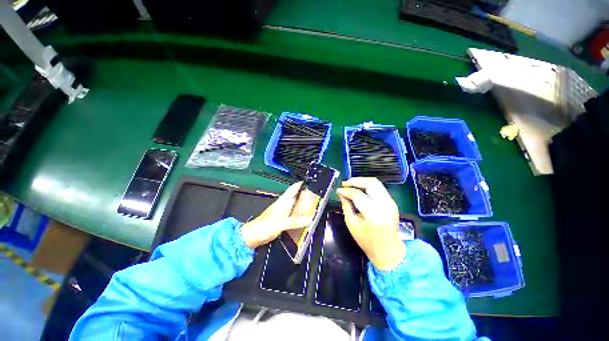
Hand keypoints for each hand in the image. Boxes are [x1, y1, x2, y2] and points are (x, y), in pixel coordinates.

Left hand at [241, 182, 311, 248]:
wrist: (254, 235)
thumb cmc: (265, 226)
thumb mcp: (282, 223)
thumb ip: (296, 221)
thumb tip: (310, 220)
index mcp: (284, 201)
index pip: (294, 188)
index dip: (302, 184)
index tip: (312, 183)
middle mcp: (284, 204)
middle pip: (296, 196)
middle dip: (306, 194)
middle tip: (317, 196)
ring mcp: (284, 211)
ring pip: (296, 204)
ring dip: (304, 204)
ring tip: (314, 205)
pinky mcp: (283, 219)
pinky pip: (294, 213)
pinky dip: (300, 214)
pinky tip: (305, 217)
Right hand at [336, 177, 405, 269]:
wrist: (388, 250)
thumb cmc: (367, 241)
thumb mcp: (352, 224)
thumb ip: (346, 206)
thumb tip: (340, 193)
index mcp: (374, 215)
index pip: (358, 195)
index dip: (347, 190)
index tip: (338, 190)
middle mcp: (385, 206)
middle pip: (371, 183)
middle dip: (356, 181)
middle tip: (345, 184)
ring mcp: (391, 203)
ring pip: (376, 183)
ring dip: (362, 181)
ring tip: (351, 184)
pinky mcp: (392, 202)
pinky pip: (379, 188)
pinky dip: (368, 186)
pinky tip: (359, 189)